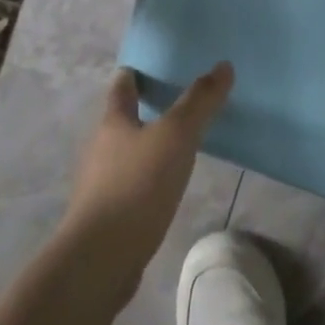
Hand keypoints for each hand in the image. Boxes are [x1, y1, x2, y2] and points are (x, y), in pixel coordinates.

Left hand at [59, 62, 233, 283]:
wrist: (101, 258)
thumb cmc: (137, 184)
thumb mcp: (176, 136)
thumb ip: (199, 101)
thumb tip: (222, 66)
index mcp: (113, 123)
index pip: (121, 88)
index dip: (132, 74)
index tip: (145, 66)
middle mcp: (101, 149)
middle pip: (121, 120)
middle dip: (143, 109)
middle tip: (174, 100)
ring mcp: (101, 185)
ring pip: (126, 154)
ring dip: (147, 145)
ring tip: (178, 142)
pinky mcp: (109, 216)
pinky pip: (131, 184)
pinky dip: (148, 177)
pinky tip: (167, 185)